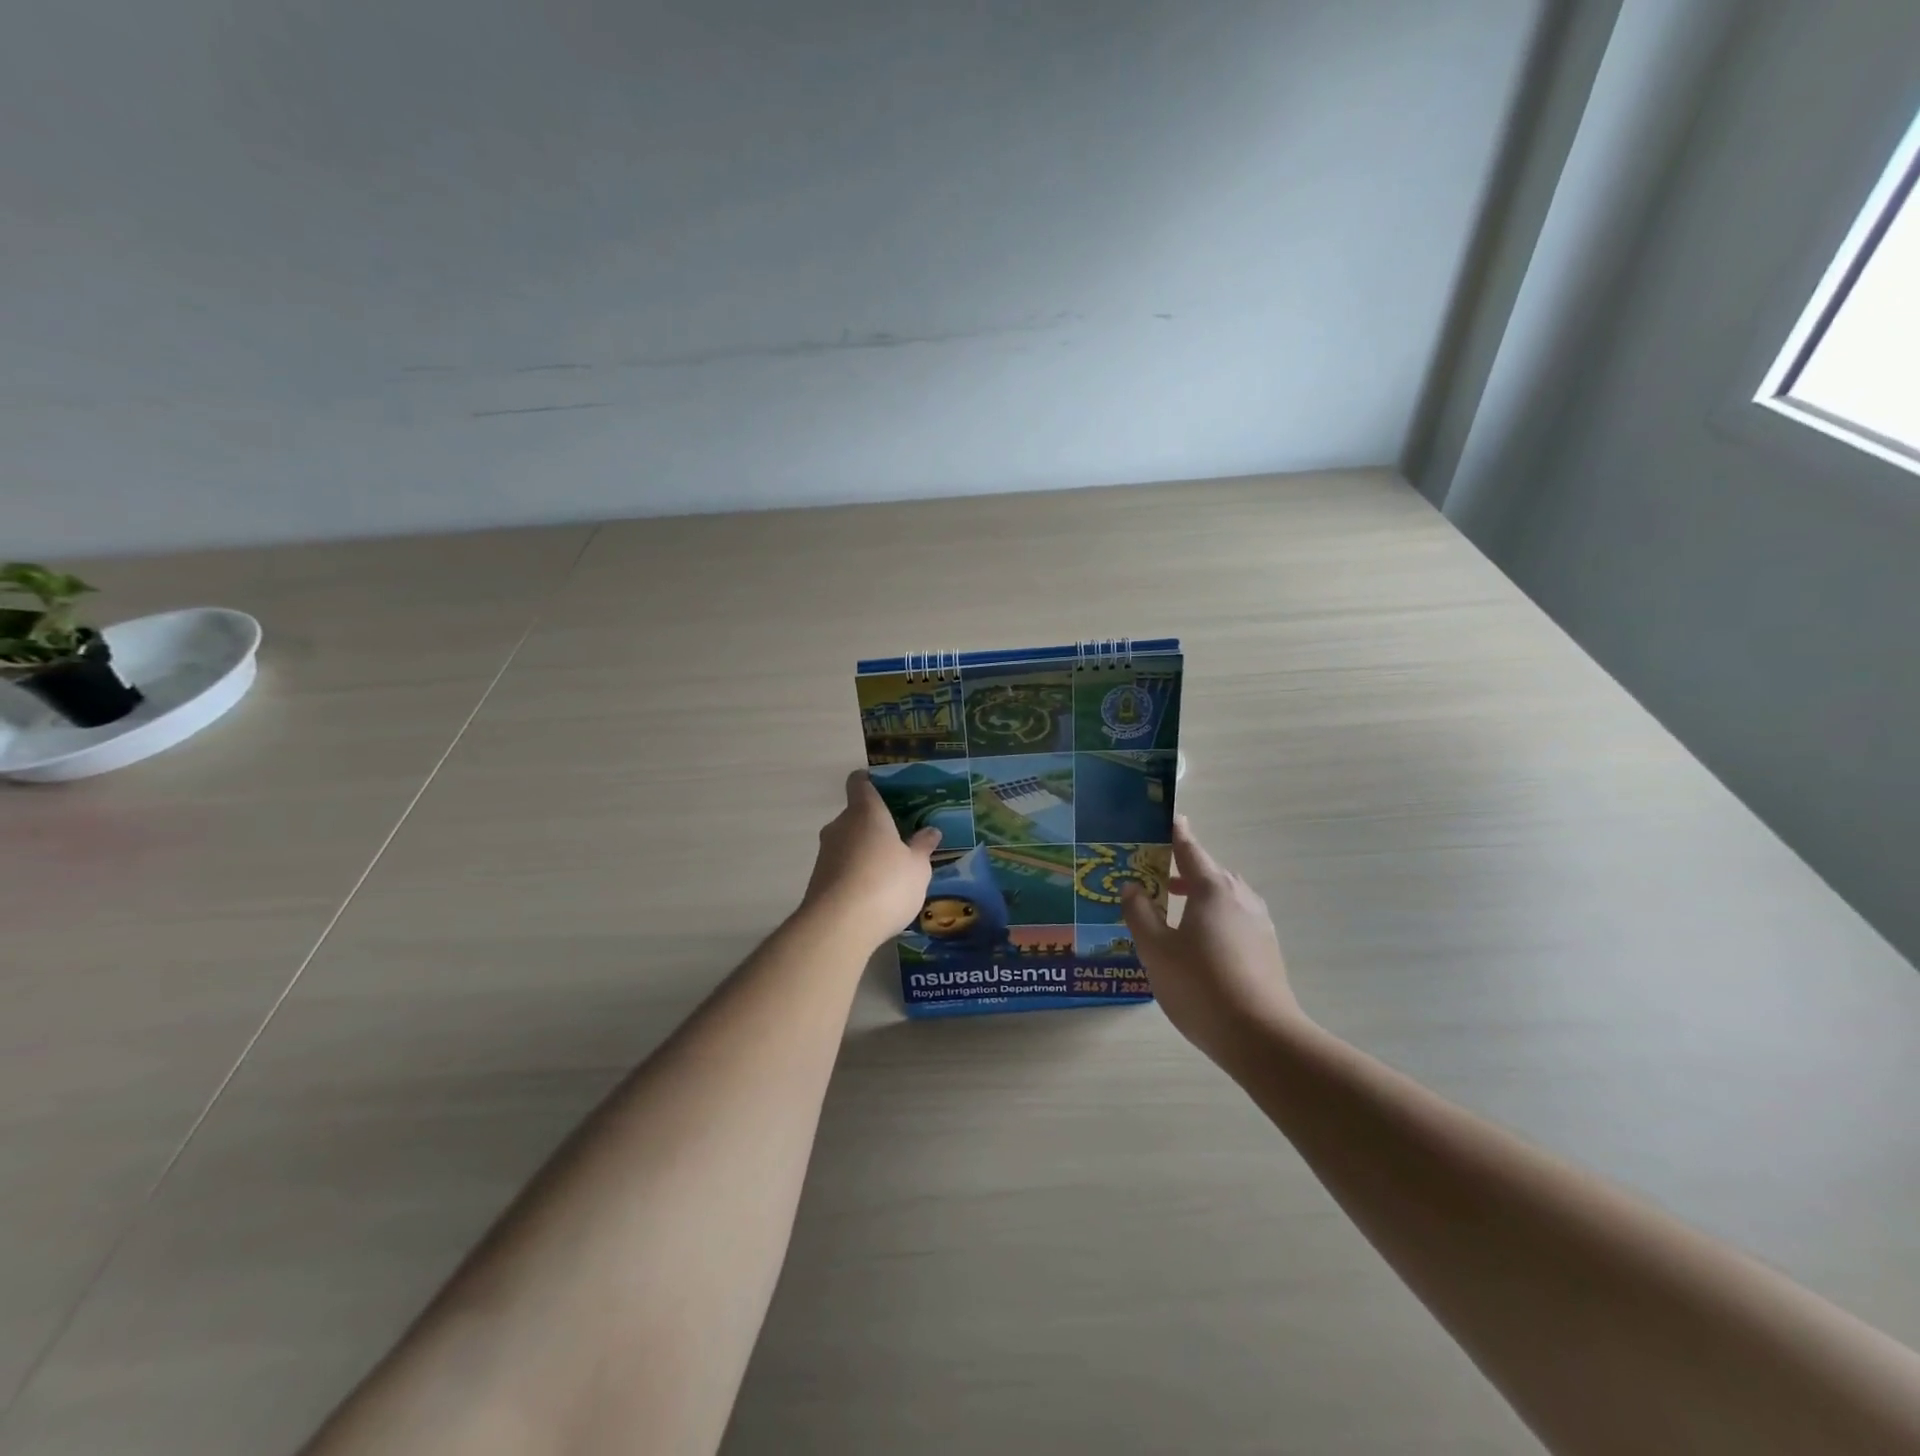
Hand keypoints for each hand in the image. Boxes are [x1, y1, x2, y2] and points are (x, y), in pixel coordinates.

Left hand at [802, 770, 940, 948]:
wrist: (838, 927)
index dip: (870, 782)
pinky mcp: (818, 880)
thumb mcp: (917, 867)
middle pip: (855, 815)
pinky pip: (841, 868)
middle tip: (900, 840)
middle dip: (875, 826)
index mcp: (865, 812)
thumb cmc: (886, 884)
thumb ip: (922, 847)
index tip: (885, 790)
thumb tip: (930, 831)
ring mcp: (825, 853)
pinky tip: (874, 895)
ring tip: (890, 872)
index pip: (859, 782)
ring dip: (865, 853)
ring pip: (848, 843)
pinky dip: (855, 875)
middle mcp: (840, 826)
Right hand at [1122, 817, 1305, 1067]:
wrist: (1262, 1038)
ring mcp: (1258, 923)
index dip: (1175, 832)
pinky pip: (1233, 918)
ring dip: (1197, 896)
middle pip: (1207, 872)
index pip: (1189, 848)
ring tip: (1170, 910)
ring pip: (1222, 897)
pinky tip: (1196, 943)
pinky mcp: (1266, 948)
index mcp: (1212, 888)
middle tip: (1152, 875)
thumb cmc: (1201, 986)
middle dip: (1181, 869)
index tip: (1167, 817)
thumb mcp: (1156, 950)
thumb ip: (1139, 914)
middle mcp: (1240, 897)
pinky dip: (1212, 916)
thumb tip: (1132, 887)